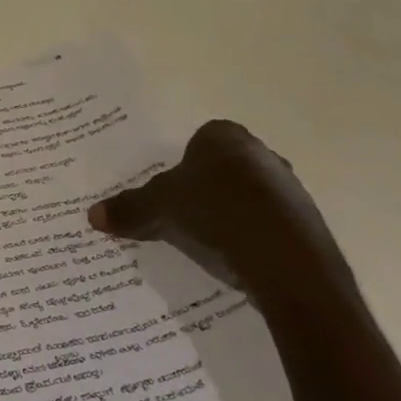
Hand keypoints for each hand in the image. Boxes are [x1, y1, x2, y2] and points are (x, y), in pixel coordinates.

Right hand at [87, 121, 352, 305]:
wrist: (287, 263)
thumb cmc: (216, 213)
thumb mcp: (159, 208)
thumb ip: (129, 208)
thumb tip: (92, 215)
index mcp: (225, 137)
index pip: (198, 141)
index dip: (180, 165)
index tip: (168, 190)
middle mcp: (262, 154)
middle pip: (223, 169)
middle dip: (205, 189)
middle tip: (180, 215)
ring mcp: (290, 190)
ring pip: (248, 197)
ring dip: (230, 215)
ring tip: (206, 243)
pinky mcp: (308, 226)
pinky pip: (268, 226)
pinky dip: (252, 239)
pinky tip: (235, 260)